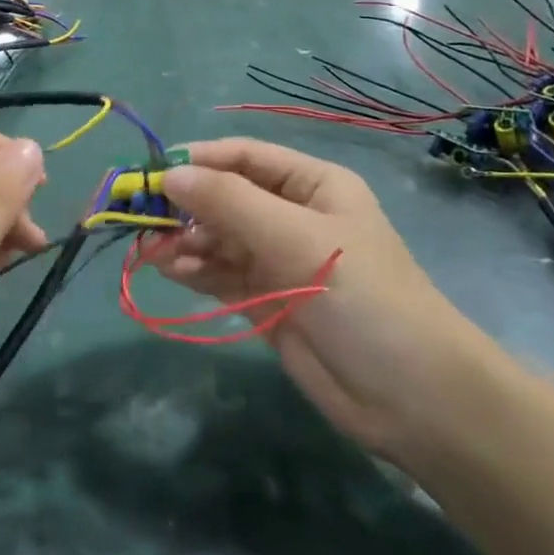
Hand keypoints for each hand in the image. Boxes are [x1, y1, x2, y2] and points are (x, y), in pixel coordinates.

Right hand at [151, 138, 490, 458]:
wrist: (411, 397)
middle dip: (186, 207)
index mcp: (312, 185)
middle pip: (224, 198)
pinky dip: (193, 270)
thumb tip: (168, 174)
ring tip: (154, 253)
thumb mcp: (296, 239)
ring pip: (216, 238)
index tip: (152, 175)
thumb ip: (229, 203)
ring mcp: (277, 261)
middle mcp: (292, 216)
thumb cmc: (361, 297)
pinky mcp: (265, 301)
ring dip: (184, 241)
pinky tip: (171, 272)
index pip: (244, 157)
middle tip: (143, 221)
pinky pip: (219, 274)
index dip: (198, 161)